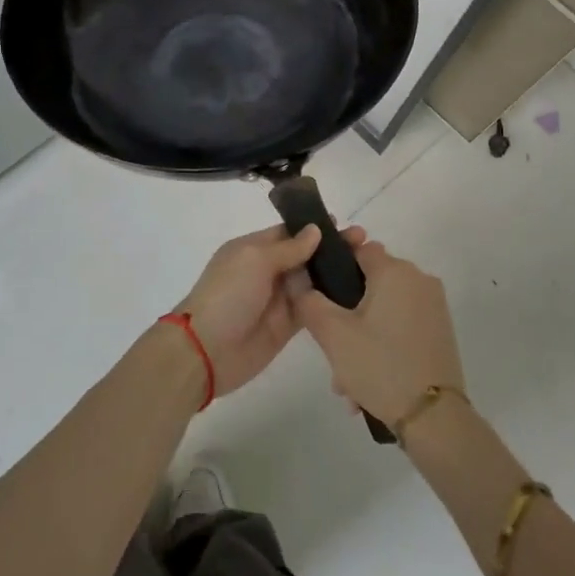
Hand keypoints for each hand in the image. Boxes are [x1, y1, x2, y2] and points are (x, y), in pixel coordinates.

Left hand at [177, 223, 364, 398]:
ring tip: (368, 265)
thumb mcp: (255, 260)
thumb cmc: (227, 295)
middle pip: (304, 256)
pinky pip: (313, 308)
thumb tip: (315, 230)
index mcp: (252, 249)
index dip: (314, 228)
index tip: (344, 225)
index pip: (288, 232)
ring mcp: (277, 299)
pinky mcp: (287, 326)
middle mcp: (266, 271)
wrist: (207, 350)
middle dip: (331, 249)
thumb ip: (288, 248)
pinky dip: (331, 300)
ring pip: (312, 281)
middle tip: (366, 243)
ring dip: (335, 273)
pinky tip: (357, 293)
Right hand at [296, 241, 464, 426]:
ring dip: (360, 339)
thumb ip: (309, 302)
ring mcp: (433, 307)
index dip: (334, 266)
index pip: (358, 249)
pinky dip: (382, 346)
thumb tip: (300, 283)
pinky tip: (367, 385)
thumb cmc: (380, 365)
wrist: (435, 418)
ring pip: (383, 311)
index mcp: (395, 271)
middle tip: (330, 351)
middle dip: (345, 316)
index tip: (319, 296)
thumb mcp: (333, 334)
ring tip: (346, 382)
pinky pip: (400, 328)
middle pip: (370, 284)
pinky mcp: (440, 331)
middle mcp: (419, 280)